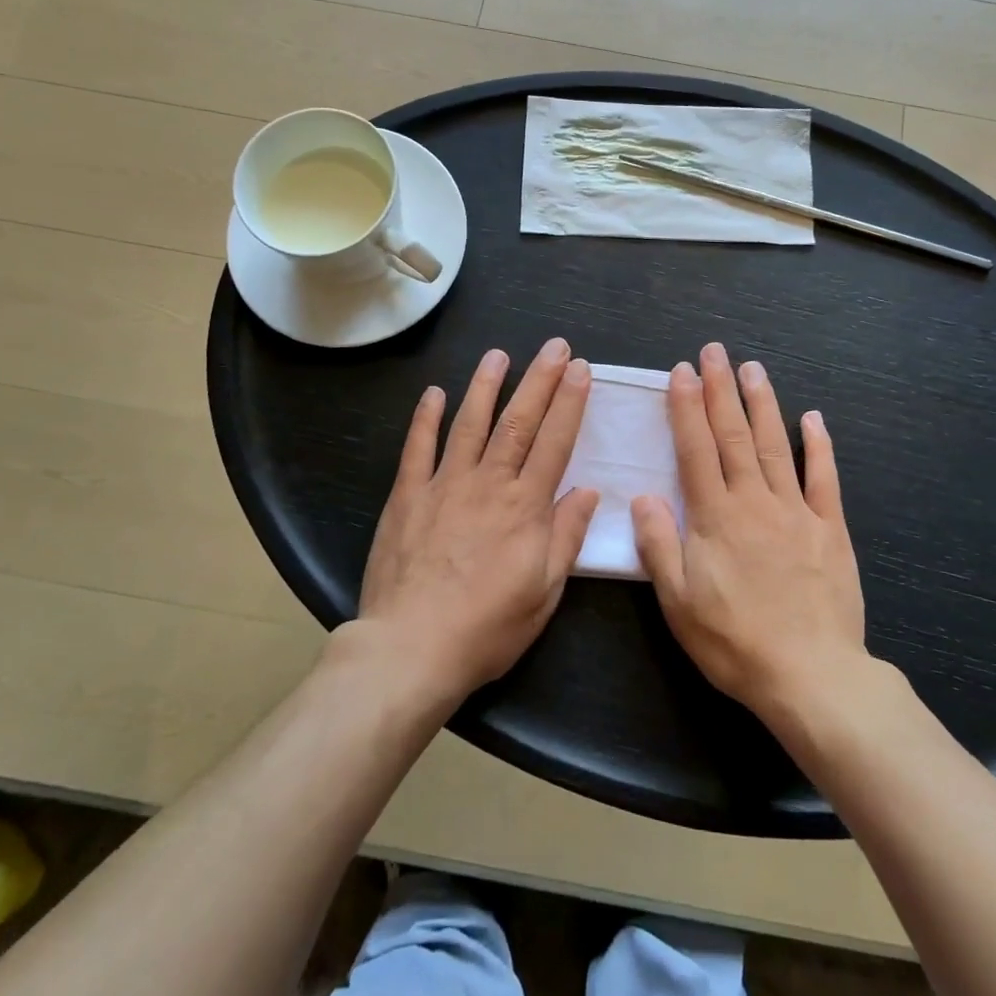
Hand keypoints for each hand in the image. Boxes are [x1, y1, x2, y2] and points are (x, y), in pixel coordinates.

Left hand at [353, 338, 598, 702]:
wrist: (411, 647)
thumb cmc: (487, 627)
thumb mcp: (543, 592)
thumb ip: (565, 537)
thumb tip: (588, 491)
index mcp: (525, 507)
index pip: (554, 442)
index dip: (570, 403)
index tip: (581, 370)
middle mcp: (487, 484)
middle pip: (518, 422)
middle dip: (539, 381)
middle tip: (554, 347)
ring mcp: (444, 485)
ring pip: (469, 424)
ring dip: (486, 386)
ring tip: (499, 355)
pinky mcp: (407, 496)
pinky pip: (417, 448)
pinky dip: (425, 418)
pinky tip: (434, 393)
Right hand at [633, 344, 867, 721]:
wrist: (811, 675)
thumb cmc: (734, 641)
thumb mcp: (678, 602)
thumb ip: (659, 545)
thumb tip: (642, 497)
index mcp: (715, 517)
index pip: (696, 449)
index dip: (687, 408)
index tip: (682, 372)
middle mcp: (754, 501)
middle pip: (735, 436)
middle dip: (722, 390)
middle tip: (715, 351)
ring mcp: (795, 511)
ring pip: (776, 445)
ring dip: (763, 404)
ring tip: (754, 368)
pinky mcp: (829, 529)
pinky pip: (824, 478)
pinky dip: (820, 445)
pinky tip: (814, 417)